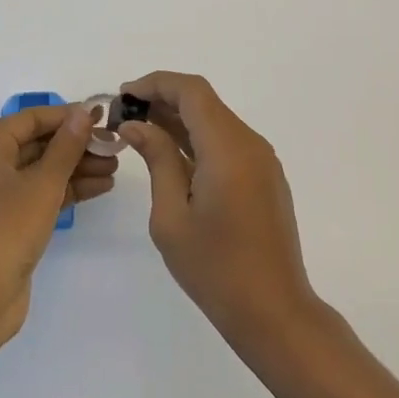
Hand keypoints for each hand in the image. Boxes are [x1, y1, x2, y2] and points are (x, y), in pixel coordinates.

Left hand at [0, 101, 118, 347]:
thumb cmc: (5, 229)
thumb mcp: (42, 184)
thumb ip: (66, 146)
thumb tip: (82, 112)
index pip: (29, 119)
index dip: (66, 116)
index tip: (100, 116)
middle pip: (36, 144)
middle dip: (76, 146)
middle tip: (113, 146)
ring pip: (40, 172)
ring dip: (76, 169)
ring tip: (114, 168)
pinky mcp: (5, 224)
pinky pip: (38, 195)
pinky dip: (66, 191)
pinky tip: (100, 187)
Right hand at [119, 72, 322, 350]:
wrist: (275, 313)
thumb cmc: (216, 269)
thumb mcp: (172, 216)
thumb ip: (157, 160)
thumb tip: (137, 125)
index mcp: (228, 147)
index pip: (191, 91)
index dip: (155, 84)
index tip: (123, 95)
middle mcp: (250, 143)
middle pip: (204, 101)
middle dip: (163, 99)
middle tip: (124, 115)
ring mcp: (261, 159)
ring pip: (215, 120)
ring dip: (179, 118)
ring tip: (140, 131)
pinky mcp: (264, 176)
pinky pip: (227, 141)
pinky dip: (197, 137)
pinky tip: (171, 154)